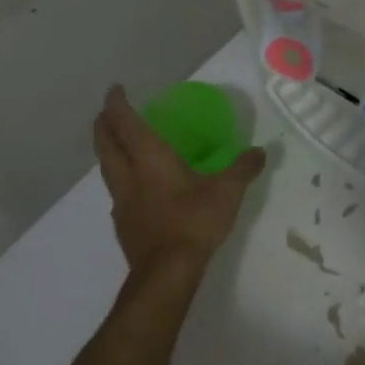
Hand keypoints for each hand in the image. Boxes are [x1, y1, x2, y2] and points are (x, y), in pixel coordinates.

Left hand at [93, 86, 267, 271]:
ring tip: (117, 145)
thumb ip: (243, 168)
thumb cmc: (193, 222)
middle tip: (108, 112)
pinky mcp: (123, 224)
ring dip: (108, 151)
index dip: (116, 104)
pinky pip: (116, 191)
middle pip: (106, 143)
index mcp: (149, 158)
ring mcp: (122, 202)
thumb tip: (260, 151)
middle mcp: (129, 175)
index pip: (125, 123)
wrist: (167, 273)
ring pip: (106, 168)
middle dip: (104, 124)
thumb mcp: (227, 192)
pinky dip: (120, 179)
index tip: (114, 90)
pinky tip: (133, 187)